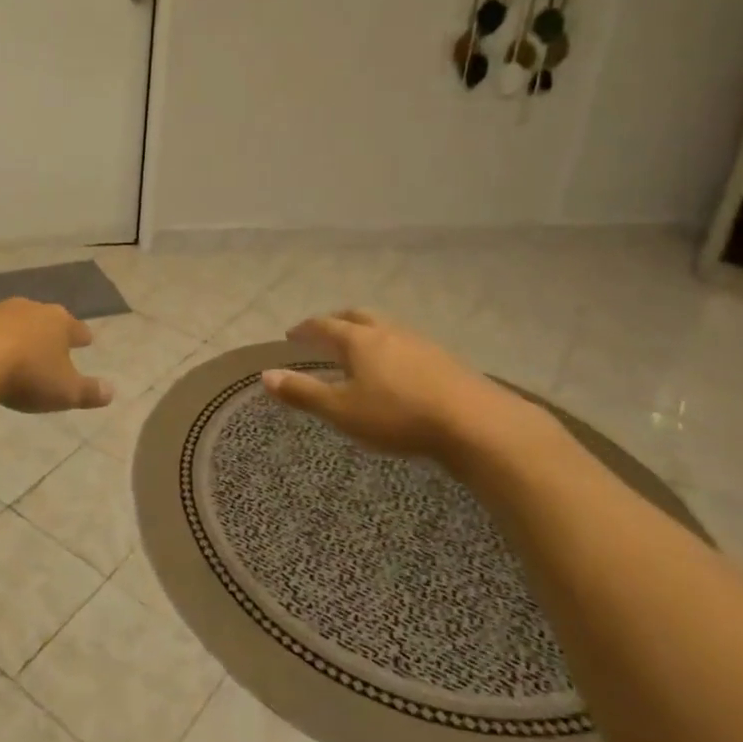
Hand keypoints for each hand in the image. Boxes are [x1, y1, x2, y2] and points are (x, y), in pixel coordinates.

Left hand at [0, 299, 113, 413]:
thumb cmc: (27, 375)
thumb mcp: (65, 392)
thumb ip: (89, 391)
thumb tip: (111, 391)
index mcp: (58, 322)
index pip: (76, 328)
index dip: (82, 336)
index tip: (87, 340)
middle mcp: (29, 308)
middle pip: (44, 318)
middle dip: (49, 330)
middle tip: (52, 342)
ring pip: (14, 321)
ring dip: (18, 334)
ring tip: (19, 349)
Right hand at [261, 308, 498, 456]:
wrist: (477, 424)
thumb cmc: (399, 416)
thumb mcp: (343, 411)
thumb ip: (303, 393)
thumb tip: (265, 376)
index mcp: (359, 340)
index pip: (324, 325)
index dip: (305, 329)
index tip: (291, 335)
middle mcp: (388, 332)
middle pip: (357, 316)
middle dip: (337, 321)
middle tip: (325, 332)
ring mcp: (421, 343)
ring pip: (386, 328)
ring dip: (367, 333)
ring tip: (360, 350)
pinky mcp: (446, 360)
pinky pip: (408, 345)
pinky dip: (392, 349)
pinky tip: (399, 370)